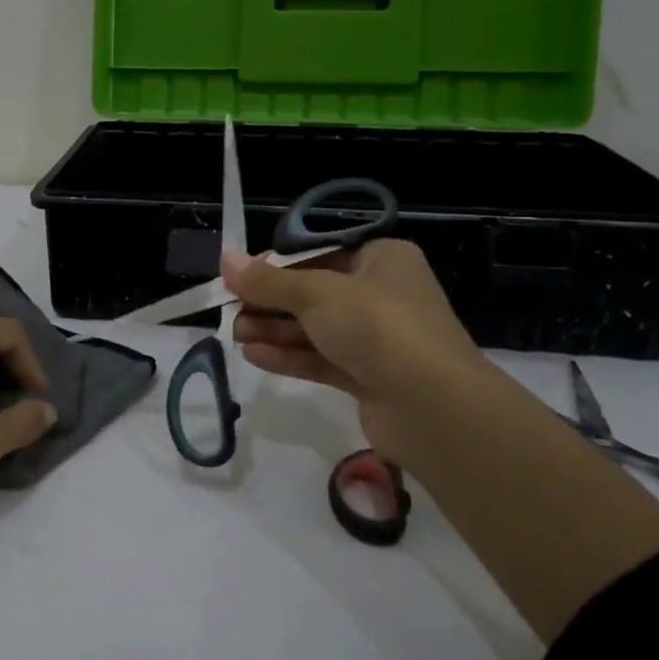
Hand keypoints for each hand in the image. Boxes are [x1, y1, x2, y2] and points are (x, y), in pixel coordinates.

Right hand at [224, 239, 487, 449]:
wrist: (433, 407)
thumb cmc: (377, 327)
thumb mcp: (316, 294)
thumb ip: (268, 281)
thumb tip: (225, 259)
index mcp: (381, 259)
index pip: (320, 252)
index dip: (278, 264)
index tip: (242, 276)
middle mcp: (382, 294)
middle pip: (314, 292)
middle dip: (271, 302)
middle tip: (232, 311)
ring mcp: (377, 339)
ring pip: (316, 328)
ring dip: (275, 330)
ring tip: (236, 335)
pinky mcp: (369, 377)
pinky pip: (322, 359)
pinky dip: (290, 356)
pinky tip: (255, 356)